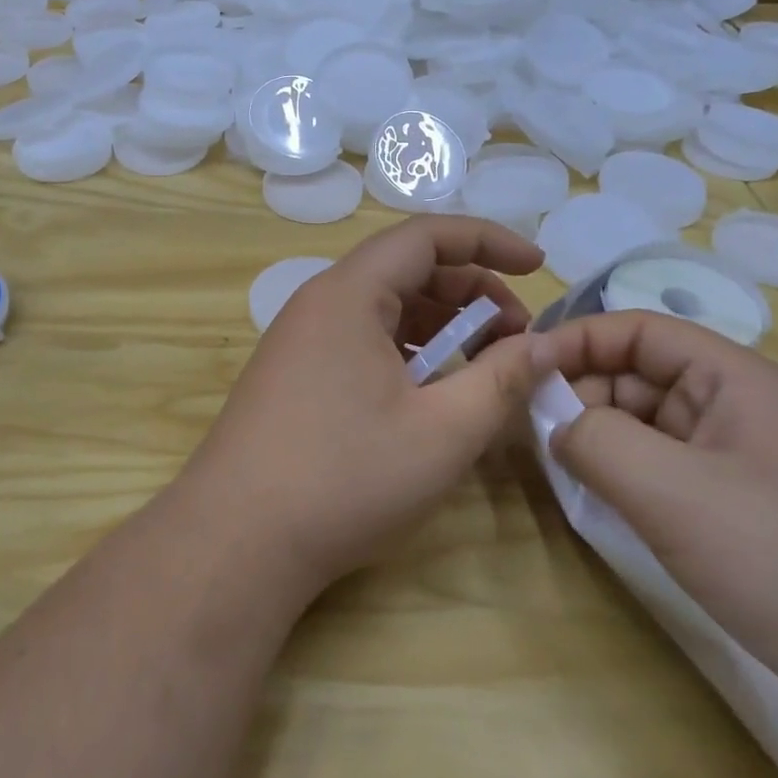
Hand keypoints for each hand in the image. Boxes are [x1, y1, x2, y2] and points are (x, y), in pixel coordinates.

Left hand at [176, 218, 557, 597]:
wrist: (235, 541)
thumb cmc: (344, 478)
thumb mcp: (443, 431)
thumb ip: (501, 379)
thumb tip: (541, 346)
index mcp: (349, 294)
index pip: (426, 236)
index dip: (488, 240)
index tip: (538, 266)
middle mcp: (318, 304)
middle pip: (405, 270)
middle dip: (471, 291)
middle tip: (517, 336)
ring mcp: (300, 341)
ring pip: (384, 309)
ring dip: (441, 325)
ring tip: (484, 365)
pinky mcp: (293, 376)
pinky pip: (361, 341)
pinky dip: (407, 352)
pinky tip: (431, 391)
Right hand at [541, 310, 777, 732]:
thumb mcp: (673, 493)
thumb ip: (596, 441)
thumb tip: (552, 421)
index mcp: (732, 377)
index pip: (637, 329)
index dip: (574, 339)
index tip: (517, 368)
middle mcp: (732, 404)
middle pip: (635, 373)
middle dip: (578, 390)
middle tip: (522, 427)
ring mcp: (733, 455)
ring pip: (642, 421)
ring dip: (594, 433)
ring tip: (549, 462)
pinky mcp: (730, 501)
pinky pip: (657, 464)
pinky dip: (618, 470)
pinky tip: (591, 494)